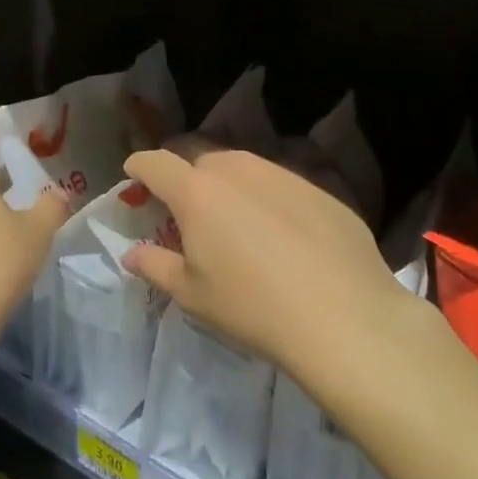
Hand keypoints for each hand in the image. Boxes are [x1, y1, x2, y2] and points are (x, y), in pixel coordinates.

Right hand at [121, 146, 399, 375]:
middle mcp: (238, 170)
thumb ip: (155, 266)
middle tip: (189, 215)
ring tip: (237, 225)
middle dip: (187, 181)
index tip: (134, 178)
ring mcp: (283, 175)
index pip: (156, 163)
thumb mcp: (192, 295)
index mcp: (197, 191)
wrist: (345, 317)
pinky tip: (284, 238)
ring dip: (229, 187)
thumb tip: (132, 253)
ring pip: (243, 169)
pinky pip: (280, 186)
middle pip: (200, 161)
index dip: (139, 167)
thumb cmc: (252, 307)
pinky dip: (269, 201)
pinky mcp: (320, 190)